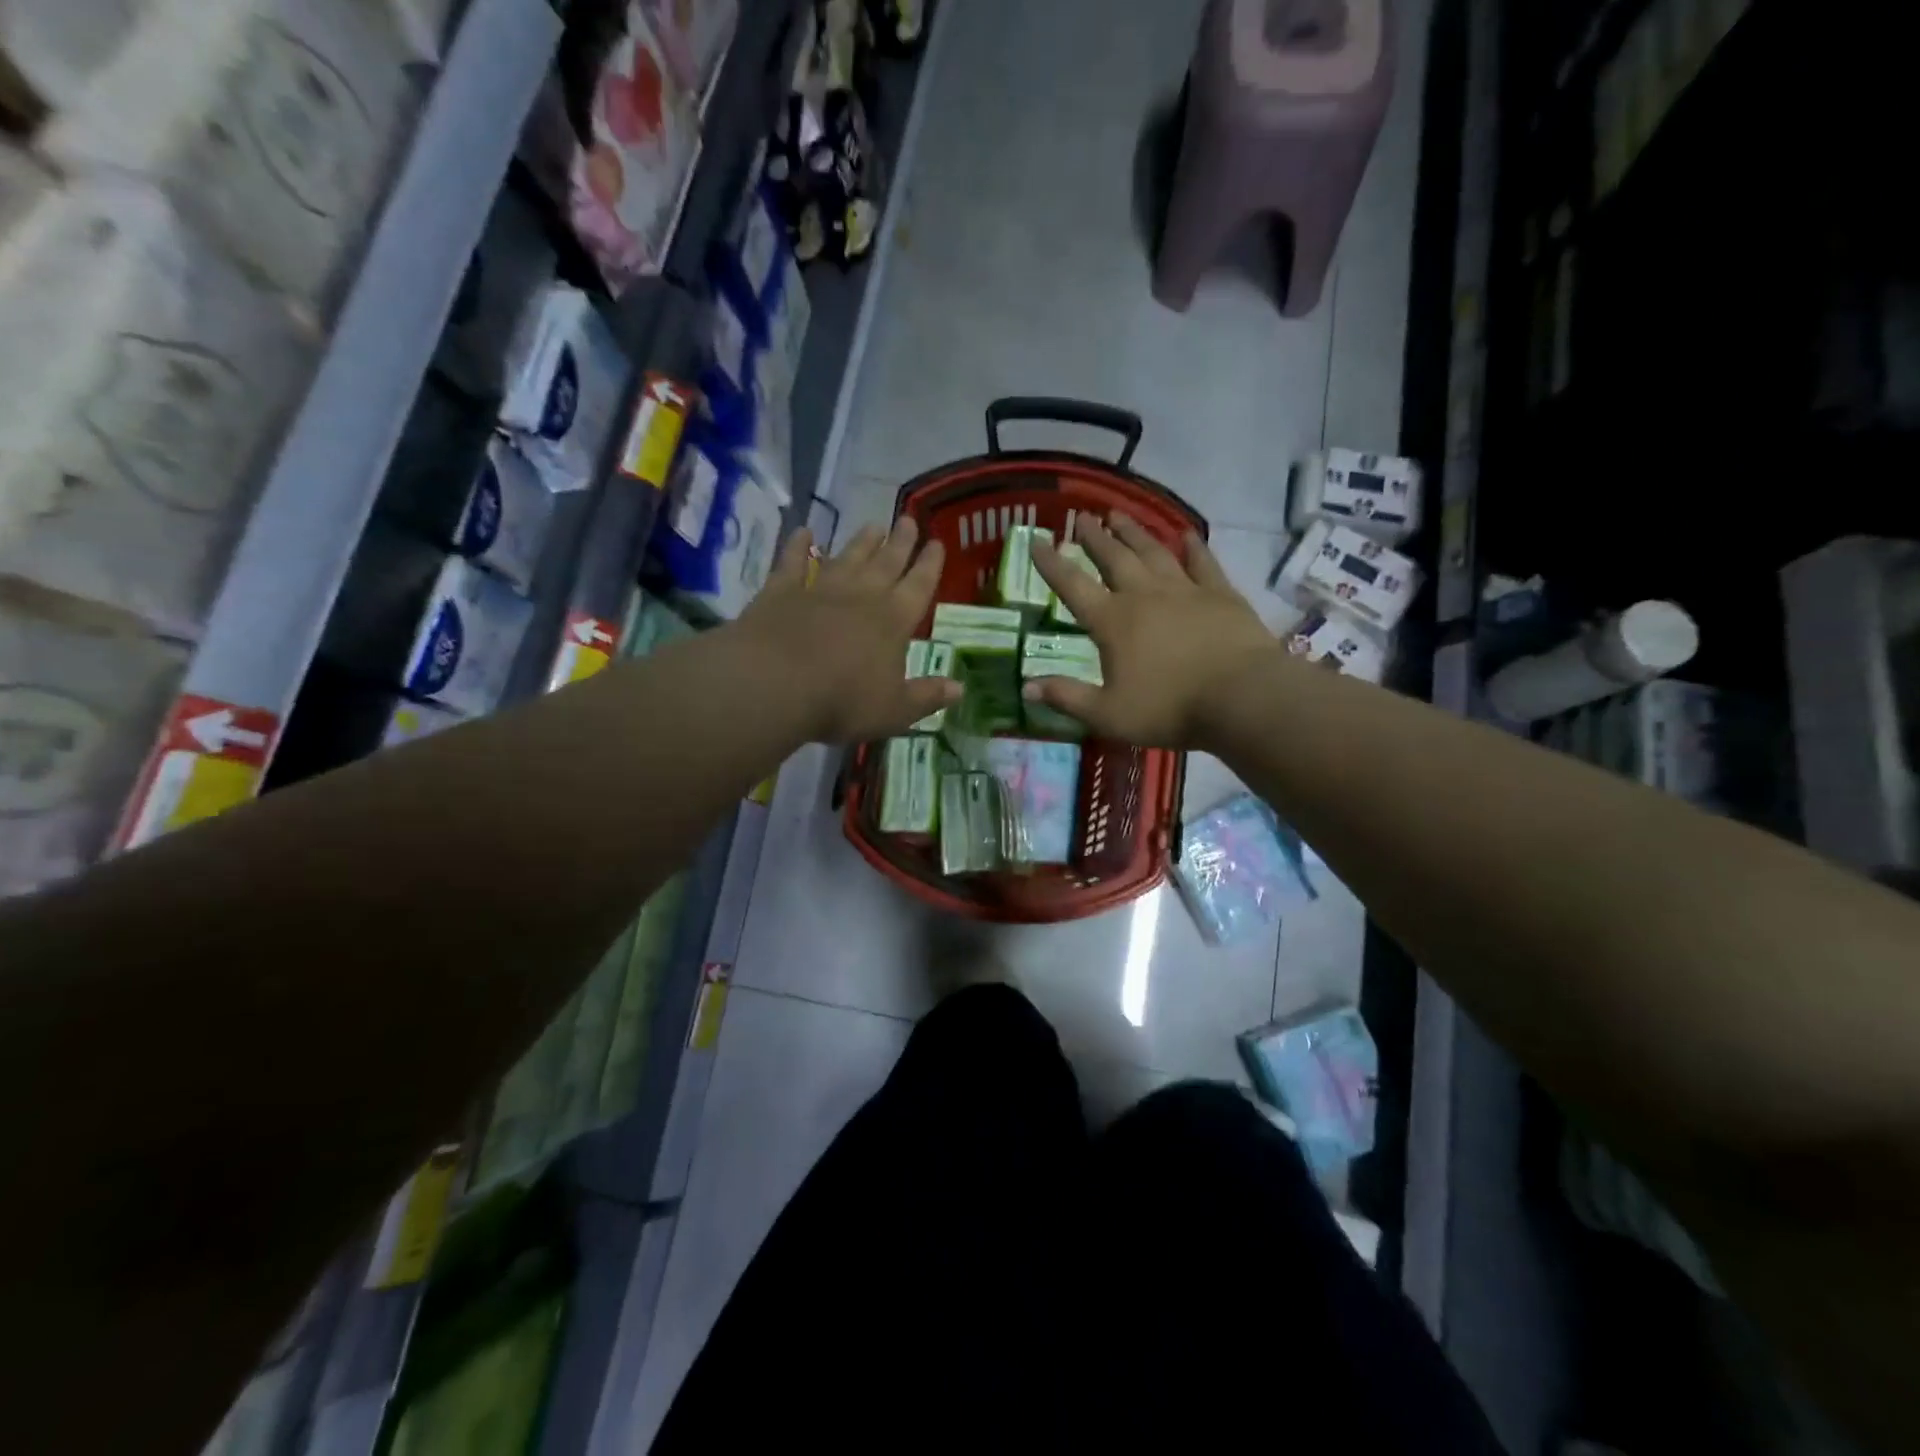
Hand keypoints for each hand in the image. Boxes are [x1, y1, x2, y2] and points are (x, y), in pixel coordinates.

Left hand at [737, 517, 961, 743]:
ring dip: (861, 541)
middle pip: (886, 562)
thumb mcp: (894, 710)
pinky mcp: (781, 590)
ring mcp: (820, 589)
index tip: (937, 543)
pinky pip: (792, 561)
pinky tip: (803, 532)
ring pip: (847, 557)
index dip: (930, 564)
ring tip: (873, 525)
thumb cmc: (843, 701)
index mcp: (894, 621)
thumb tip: (959, 689)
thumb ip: (927, 697)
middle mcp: (862, 596)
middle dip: (900, 542)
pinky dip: (798, 546)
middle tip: (908, 519)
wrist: (774, 683)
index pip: (919, 586)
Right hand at [1027, 513, 1278, 748]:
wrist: (1241, 697)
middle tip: (1081, 516)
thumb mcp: (1108, 714)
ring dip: (1134, 532)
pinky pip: (1203, 563)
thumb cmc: (1169, 709)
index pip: (1073, 586)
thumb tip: (1026, 686)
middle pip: (1114, 558)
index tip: (1036, 541)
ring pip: (1153, 552)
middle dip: (1094, 537)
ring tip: (1118, 514)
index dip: (1051, 564)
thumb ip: (1067, 697)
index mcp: (1113, 622)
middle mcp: (1144, 596)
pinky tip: (1187, 534)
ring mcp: (1185, 590)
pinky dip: (1193, 547)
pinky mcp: (1220, 594)